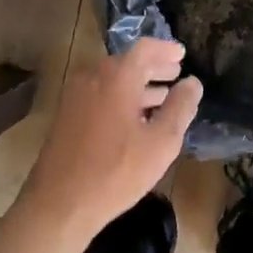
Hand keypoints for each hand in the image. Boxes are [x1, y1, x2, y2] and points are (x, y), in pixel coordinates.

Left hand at [20, 39, 202, 236]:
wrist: (60, 203)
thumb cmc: (116, 172)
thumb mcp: (161, 142)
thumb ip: (180, 108)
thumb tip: (192, 83)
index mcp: (116, 78)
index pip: (144, 49)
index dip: (166, 49)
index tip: (183, 54)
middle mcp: (92, 78)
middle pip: (126, 62)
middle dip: (153, 67)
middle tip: (175, 73)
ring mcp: (75, 97)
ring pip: (112, 80)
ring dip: (138, 85)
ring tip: (161, 97)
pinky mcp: (66, 116)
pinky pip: (99, 95)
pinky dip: (121, 97)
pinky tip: (135, 119)